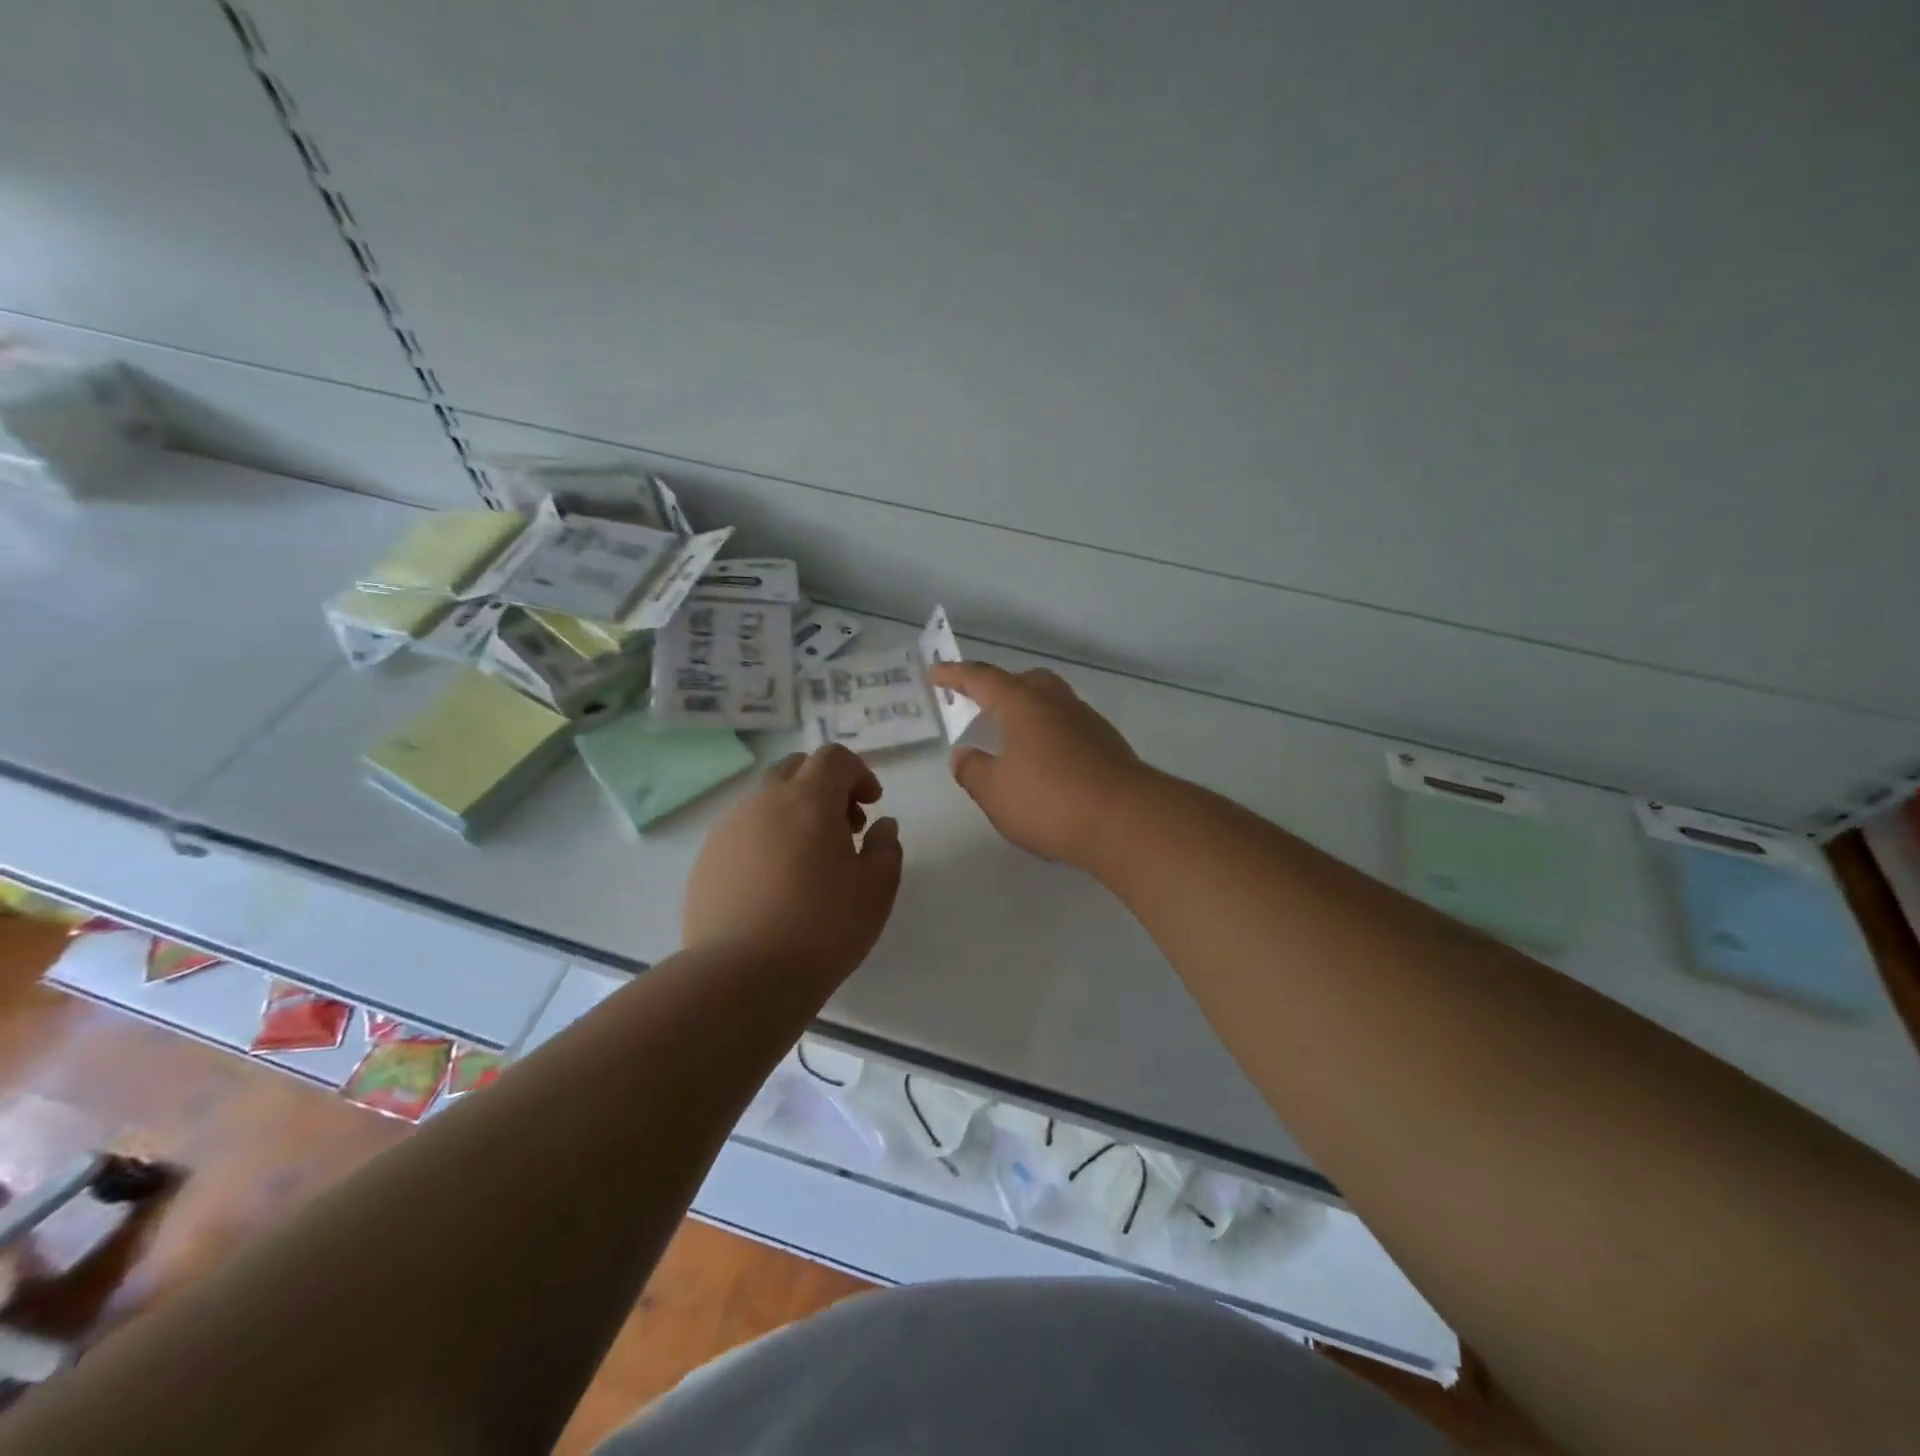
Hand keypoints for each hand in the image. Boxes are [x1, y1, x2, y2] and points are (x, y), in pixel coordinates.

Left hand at [683, 744, 903, 984]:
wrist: (742, 977)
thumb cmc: (823, 927)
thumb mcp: (877, 889)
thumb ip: (886, 847)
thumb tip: (881, 826)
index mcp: (808, 799)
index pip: (833, 757)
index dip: (858, 772)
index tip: (871, 805)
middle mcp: (763, 801)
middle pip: (795, 768)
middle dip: (825, 786)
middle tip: (844, 827)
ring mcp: (728, 829)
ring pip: (766, 800)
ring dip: (794, 812)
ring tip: (809, 860)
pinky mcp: (706, 860)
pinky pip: (743, 831)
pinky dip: (766, 839)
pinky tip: (775, 883)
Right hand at [929, 662, 1148, 868]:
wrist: (1126, 821)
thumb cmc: (1050, 801)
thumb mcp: (995, 792)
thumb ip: (973, 771)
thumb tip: (964, 755)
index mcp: (1023, 704)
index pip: (982, 679)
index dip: (956, 676)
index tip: (936, 673)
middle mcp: (1057, 703)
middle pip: (1025, 682)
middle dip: (1000, 688)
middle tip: (981, 704)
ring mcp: (1087, 722)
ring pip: (1052, 703)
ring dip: (1029, 713)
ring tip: (1013, 739)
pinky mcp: (1108, 746)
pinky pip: (1070, 728)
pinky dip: (1050, 735)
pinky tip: (1046, 764)